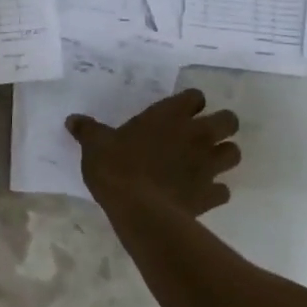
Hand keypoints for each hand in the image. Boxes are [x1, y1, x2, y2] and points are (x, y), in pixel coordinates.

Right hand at [67, 88, 240, 215]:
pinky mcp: (210, 195)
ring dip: (223, 156)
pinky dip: (215, 192)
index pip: (196, 96)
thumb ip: (88, 130)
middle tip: (201, 135)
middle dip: (221, 126)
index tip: (178, 113)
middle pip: (229, 120)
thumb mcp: (95, 145)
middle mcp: (196, 135)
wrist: (139, 209)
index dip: (190, 103)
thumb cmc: (116, 167)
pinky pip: (223, 191)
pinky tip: (199, 195)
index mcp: (170, 115)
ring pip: (234, 153)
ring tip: (206, 164)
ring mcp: (208, 165)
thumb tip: (72, 120)